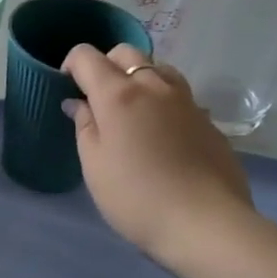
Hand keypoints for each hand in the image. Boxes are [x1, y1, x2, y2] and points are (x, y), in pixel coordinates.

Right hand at [62, 44, 255, 273]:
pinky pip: (180, 97)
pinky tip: (162, 137)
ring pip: (159, 69)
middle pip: (126, 53)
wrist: (206, 224)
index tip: (67, 88)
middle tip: (98, 99)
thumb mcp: (94, 165)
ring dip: (139, 79)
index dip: (71, 65)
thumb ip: (84, 126)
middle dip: (106, 65)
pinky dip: (163, 103)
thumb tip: (79, 103)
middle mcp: (154, 86)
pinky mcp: (209, 121)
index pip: (87, 56)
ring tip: (132, 112)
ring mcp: (187, 101)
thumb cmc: (136, 196)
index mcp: (118, 94)